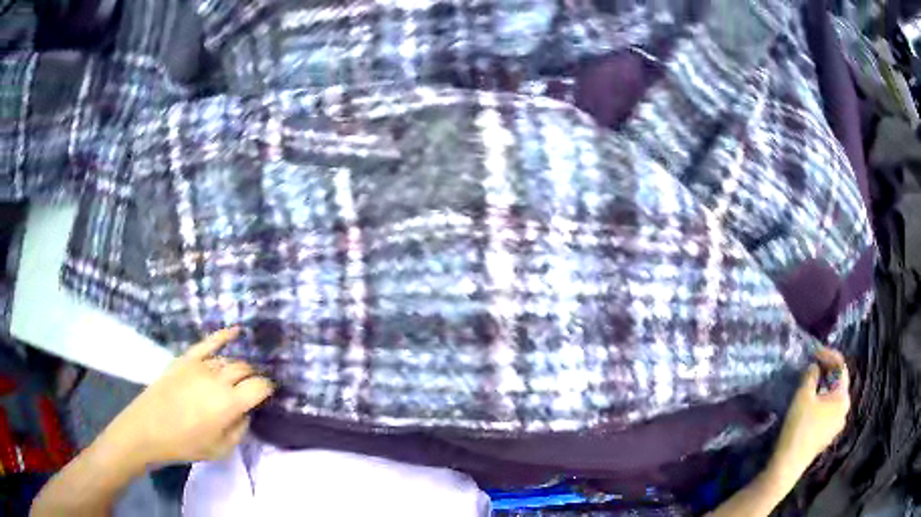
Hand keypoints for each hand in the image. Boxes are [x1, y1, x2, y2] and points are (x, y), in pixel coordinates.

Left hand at [99, 328, 273, 469]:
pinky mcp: (186, 358)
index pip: (259, 387)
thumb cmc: (186, 444)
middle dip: (253, 378)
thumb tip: (245, 411)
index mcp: (229, 403)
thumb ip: (240, 428)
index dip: (268, 390)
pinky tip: (236, 331)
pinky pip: (209, 342)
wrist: (149, 428)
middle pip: (244, 369)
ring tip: (238, 377)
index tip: (269, 395)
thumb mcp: (221, 449)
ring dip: (237, 368)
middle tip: (252, 390)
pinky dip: (224, 335)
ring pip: (228, 359)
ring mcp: (200, 364)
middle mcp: (218, 378)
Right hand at [767, 346, 850, 489]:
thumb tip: (815, 367)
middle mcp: (844, 410)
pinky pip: (828, 412)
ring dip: (823, 388)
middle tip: (812, 366)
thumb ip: (811, 375)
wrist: (788, 465)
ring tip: (810, 384)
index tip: (814, 351)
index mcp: (843, 397)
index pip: (841, 367)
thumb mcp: (803, 396)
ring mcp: (836, 425)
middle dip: (827, 372)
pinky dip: (821, 403)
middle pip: (838, 383)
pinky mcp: (827, 436)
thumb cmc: (799, 427)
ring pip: (833, 398)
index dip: (828, 355)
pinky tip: (810, 406)